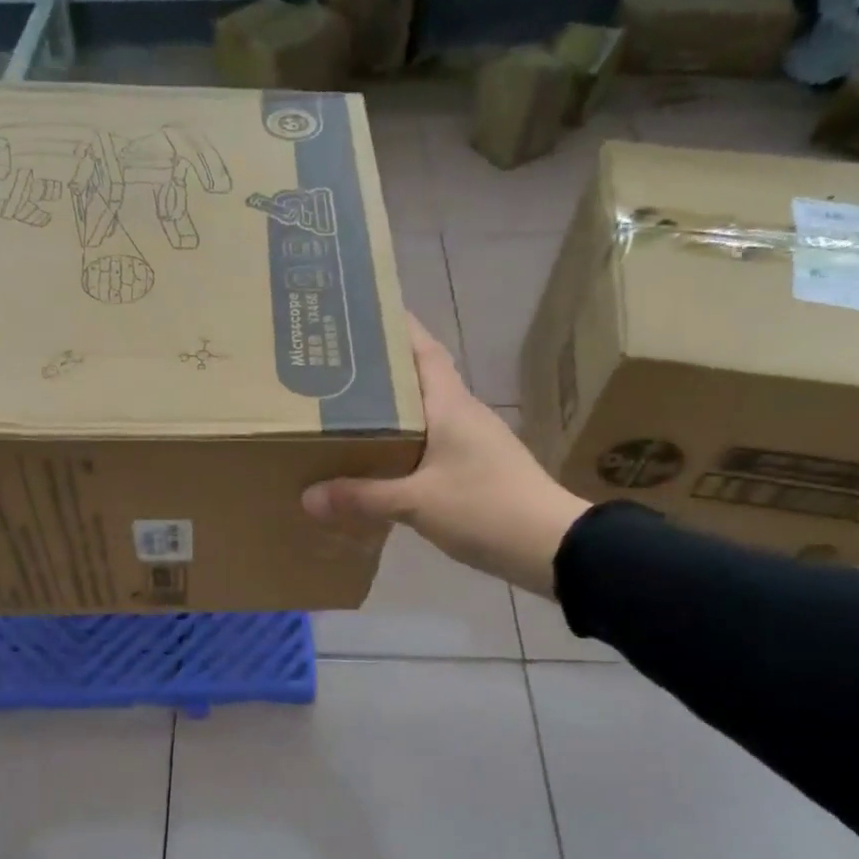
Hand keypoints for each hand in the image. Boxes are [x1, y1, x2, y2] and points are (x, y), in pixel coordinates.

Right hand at [302, 314, 591, 594]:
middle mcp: (462, 414)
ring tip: (343, 411)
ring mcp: (471, 442)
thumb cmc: (486, 508)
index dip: (397, 326)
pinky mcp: (474, 469)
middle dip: (379, 369)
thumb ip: (362, 498)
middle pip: (417, 379)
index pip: (423, 350)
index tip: (362, 311)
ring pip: (422, 414)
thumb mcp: (417, 503)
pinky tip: (376, 459)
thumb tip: (307, 496)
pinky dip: (401, 443)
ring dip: (389, 409)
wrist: (551, 546)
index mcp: (451, 405)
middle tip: (333, 367)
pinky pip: (428, 444)